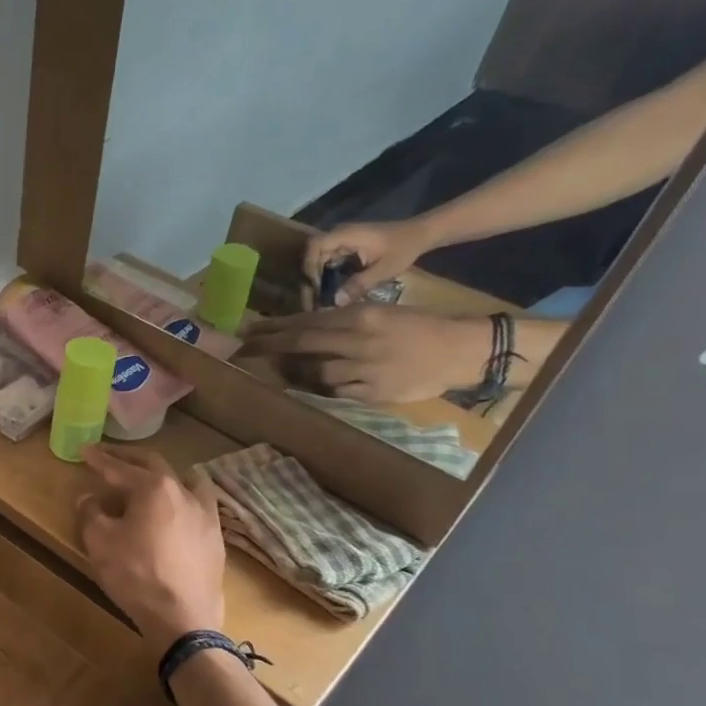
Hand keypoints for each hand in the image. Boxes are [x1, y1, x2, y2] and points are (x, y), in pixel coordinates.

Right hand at [76, 446, 226, 648]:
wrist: (183, 617)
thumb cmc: (136, 575)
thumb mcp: (100, 542)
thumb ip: (91, 513)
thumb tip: (89, 497)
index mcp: (153, 487)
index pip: (119, 467)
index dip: (99, 459)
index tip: (84, 450)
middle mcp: (183, 492)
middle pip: (154, 465)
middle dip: (129, 458)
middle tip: (110, 456)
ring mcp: (205, 513)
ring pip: (185, 481)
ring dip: (163, 475)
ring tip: (152, 479)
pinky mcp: (215, 537)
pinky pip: (199, 506)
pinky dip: (182, 499)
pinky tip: (177, 512)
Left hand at [245, 305, 491, 403]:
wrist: (461, 351)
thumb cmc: (421, 327)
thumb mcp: (382, 313)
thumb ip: (346, 320)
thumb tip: (308, 327)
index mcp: (361, 316)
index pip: (307, 321)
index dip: (276, 327)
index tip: (251, 329)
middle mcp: (358, 341)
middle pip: (303, 344)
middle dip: (270, 346)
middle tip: (244, 348)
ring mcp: (364, 368)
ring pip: (316, 371)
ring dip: (296, 371)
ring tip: (282, 370)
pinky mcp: (372, 392)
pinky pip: (336, 391)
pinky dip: (323, 388)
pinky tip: (313, 385)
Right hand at [303, 219, 434, 304]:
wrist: (421, 234)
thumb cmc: (405, 247)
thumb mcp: (385, 268)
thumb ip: (360, 284)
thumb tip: (335, 303)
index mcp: (346, 234)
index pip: (314, 246)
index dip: (309, 266)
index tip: (317, 287)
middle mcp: (339, 235)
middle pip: (312, 256)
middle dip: (311, 279)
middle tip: (315, 301)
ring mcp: (342, 241)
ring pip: (318, 261)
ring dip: (318, 280)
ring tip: (321, 300)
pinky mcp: (346, 249)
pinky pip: (328, 263)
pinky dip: (326, 278)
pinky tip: (331, 293)